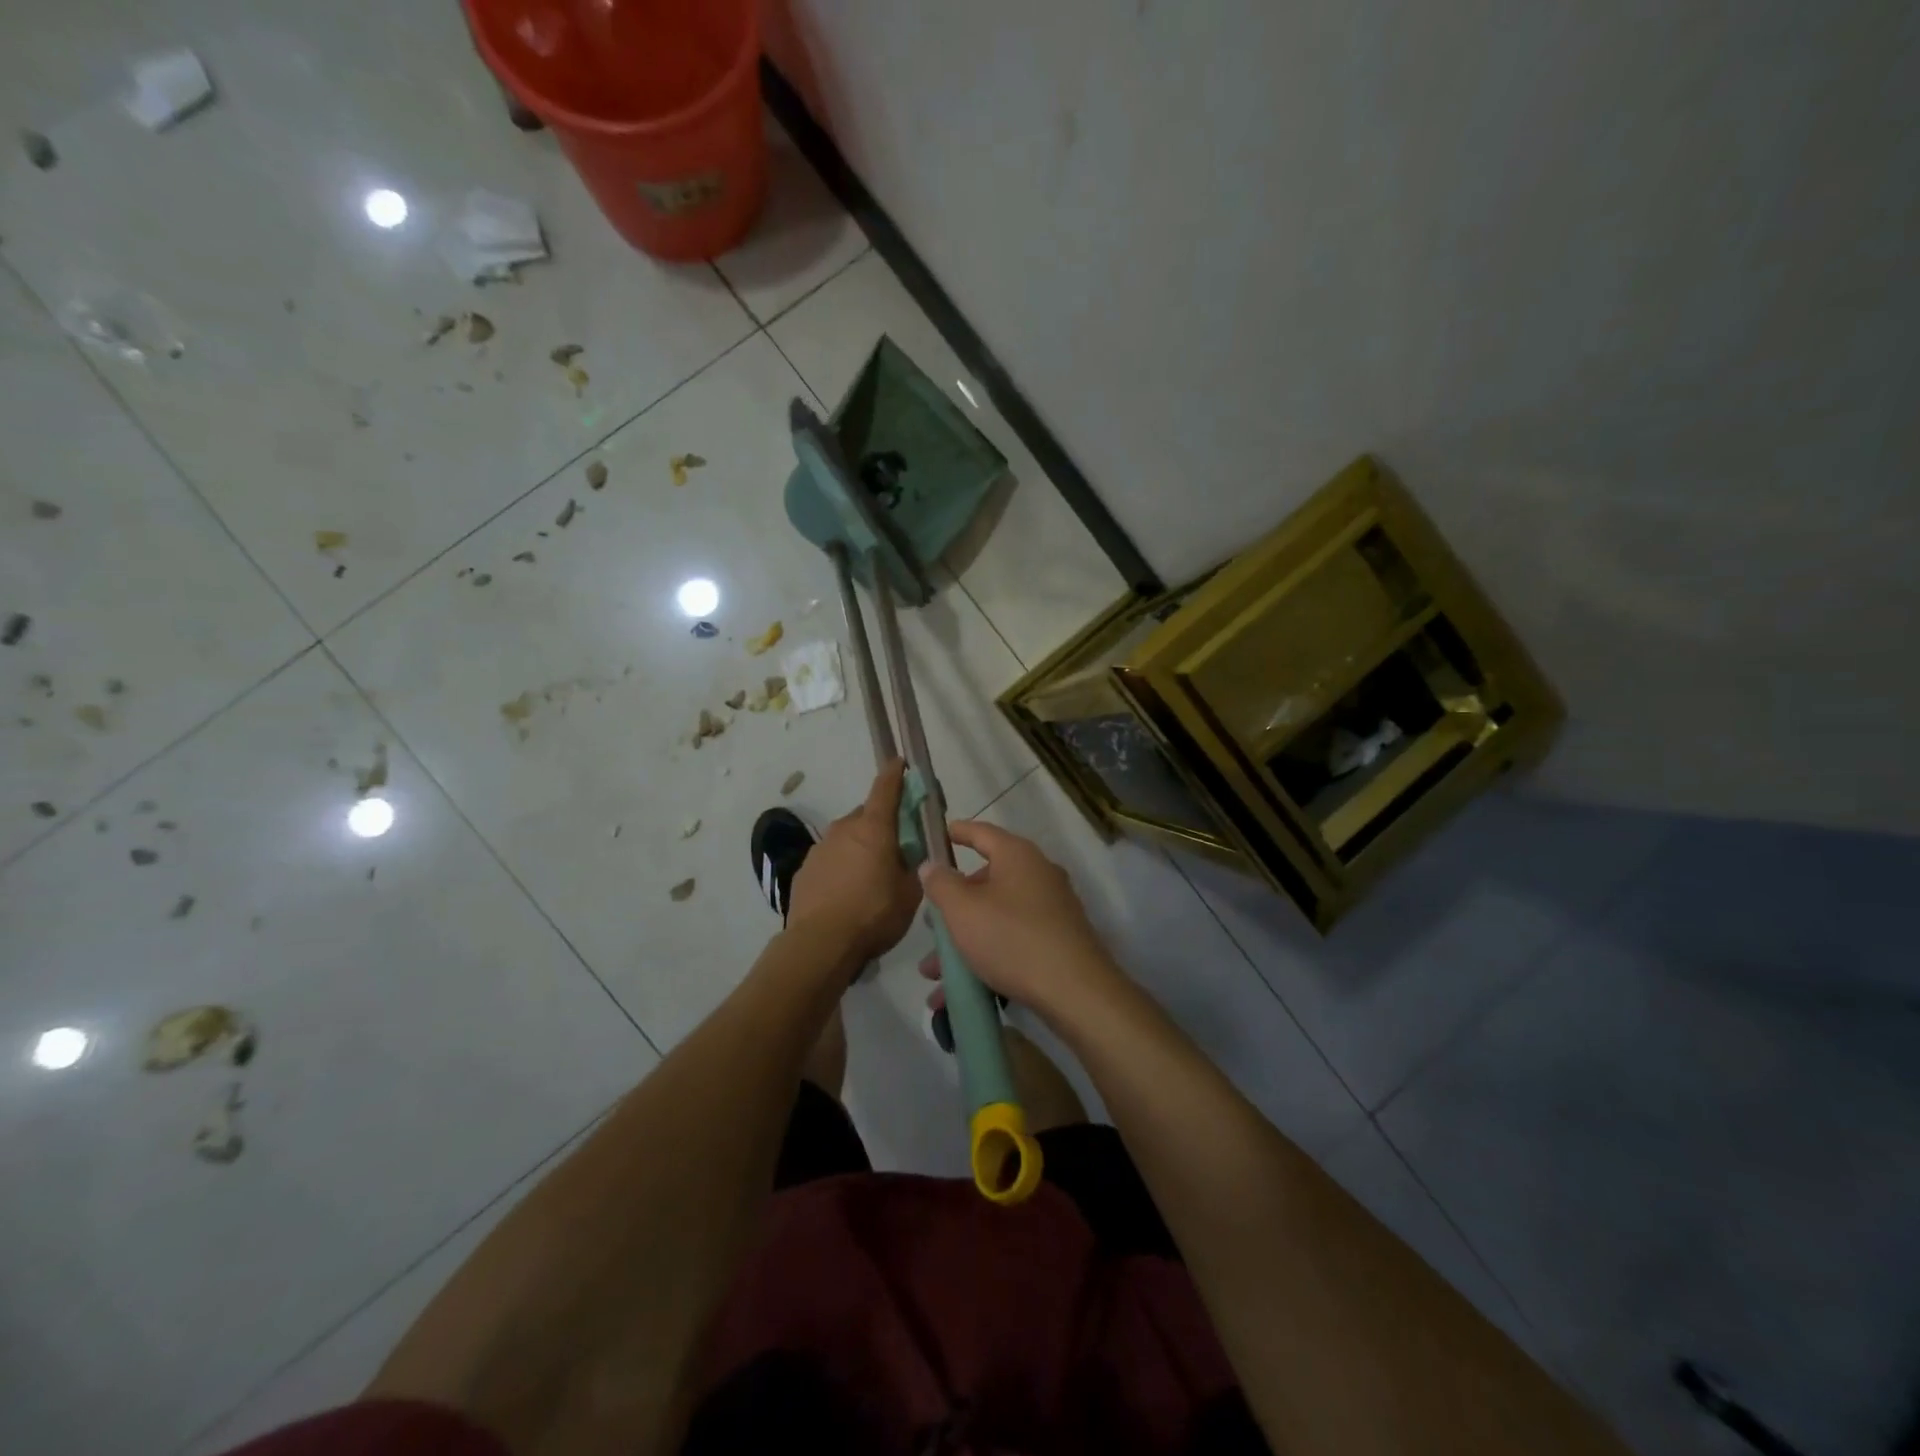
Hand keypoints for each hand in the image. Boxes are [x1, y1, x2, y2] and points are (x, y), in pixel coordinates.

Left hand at [787, 760, 920, 964]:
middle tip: (894, 850)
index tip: (900, 763)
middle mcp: (844, 829)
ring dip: (859, 850)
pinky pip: (830, 860)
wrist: (820, 943)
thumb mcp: (910, 893)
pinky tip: (845, 895)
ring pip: (846, 839)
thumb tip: (911, 856)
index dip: (894, 774)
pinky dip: (840, 869)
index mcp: (874, 829)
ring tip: (868, 880)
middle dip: (880, 826)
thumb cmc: (874, 914)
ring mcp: (820, 848)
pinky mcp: (805, 870)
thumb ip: (913, 867)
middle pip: (866, 817)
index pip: (885, 789)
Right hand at [917, 820, 1123, 1021]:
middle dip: (953, 908)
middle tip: (930, 927)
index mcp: (1018, 856)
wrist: (1075, 992)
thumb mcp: (963, 910)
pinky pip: (1012, 941)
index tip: (938, 835)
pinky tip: (960, 992)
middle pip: (985, 882)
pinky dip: (986, 958)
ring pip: (995, 918)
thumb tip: (932, 866)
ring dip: (963, 942)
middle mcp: (1038, 875)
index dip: (957, 832)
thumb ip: (941, 884)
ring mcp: (1051, 909)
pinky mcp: (1057, 941)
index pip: (981, 833)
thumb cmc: (1012, 938)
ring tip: (934, 975)